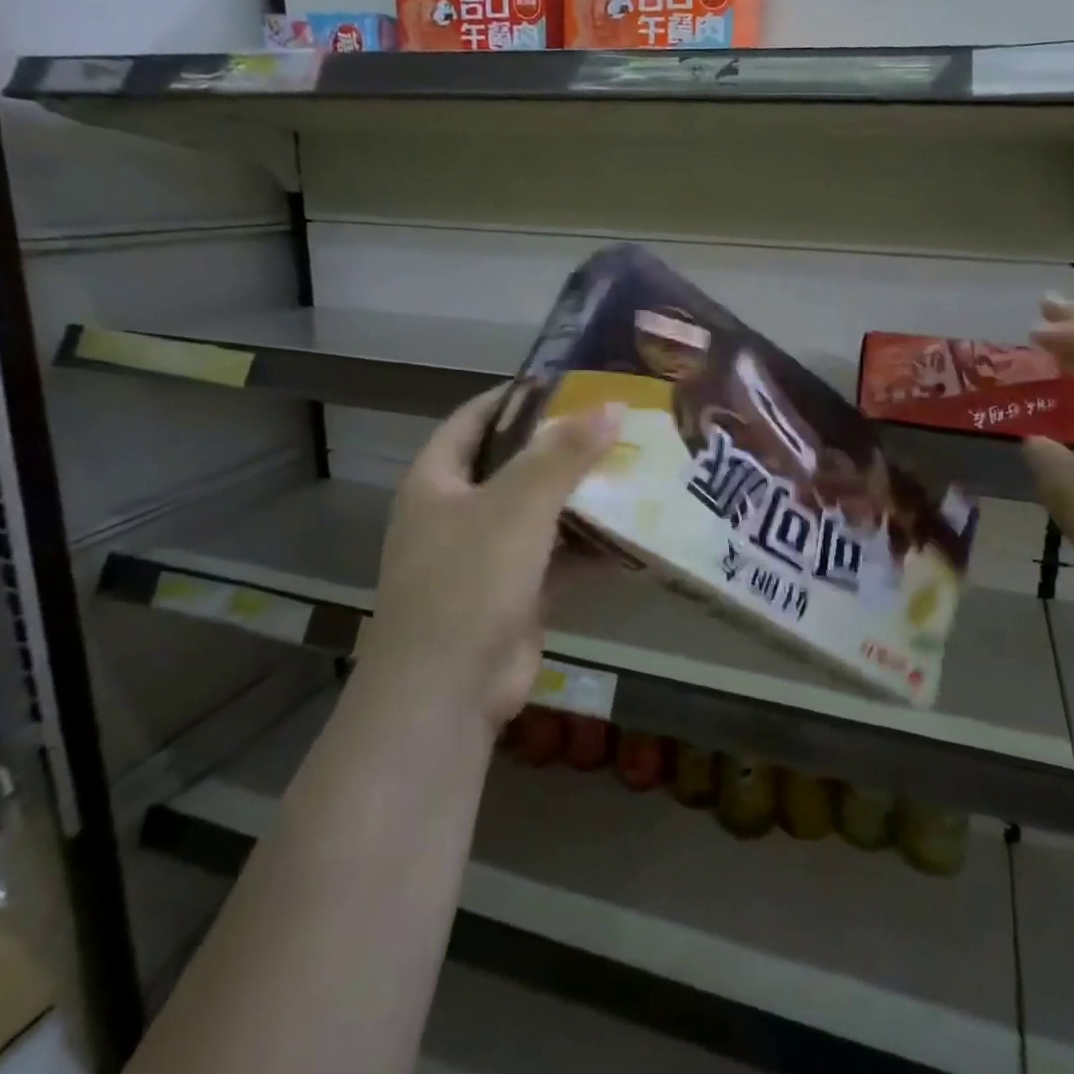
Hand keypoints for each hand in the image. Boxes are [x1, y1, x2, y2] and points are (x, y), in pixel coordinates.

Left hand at [360, 384, 618, 730]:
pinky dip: (589, 549)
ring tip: (635, 470)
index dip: (517, 396)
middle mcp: (457, 513)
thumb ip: (565, 454)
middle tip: (617, 425)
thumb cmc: (469, 580)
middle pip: (514, 465)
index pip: (475, 419)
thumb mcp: (519, 505)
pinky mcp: (514, 595)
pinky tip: (634, 535)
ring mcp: (485, 557)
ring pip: (540, 514)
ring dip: (581, 499)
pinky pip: (556, 559)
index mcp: (438, 481)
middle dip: (562, 448)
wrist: (447, 692)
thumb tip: (612, 406)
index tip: (569, 381)